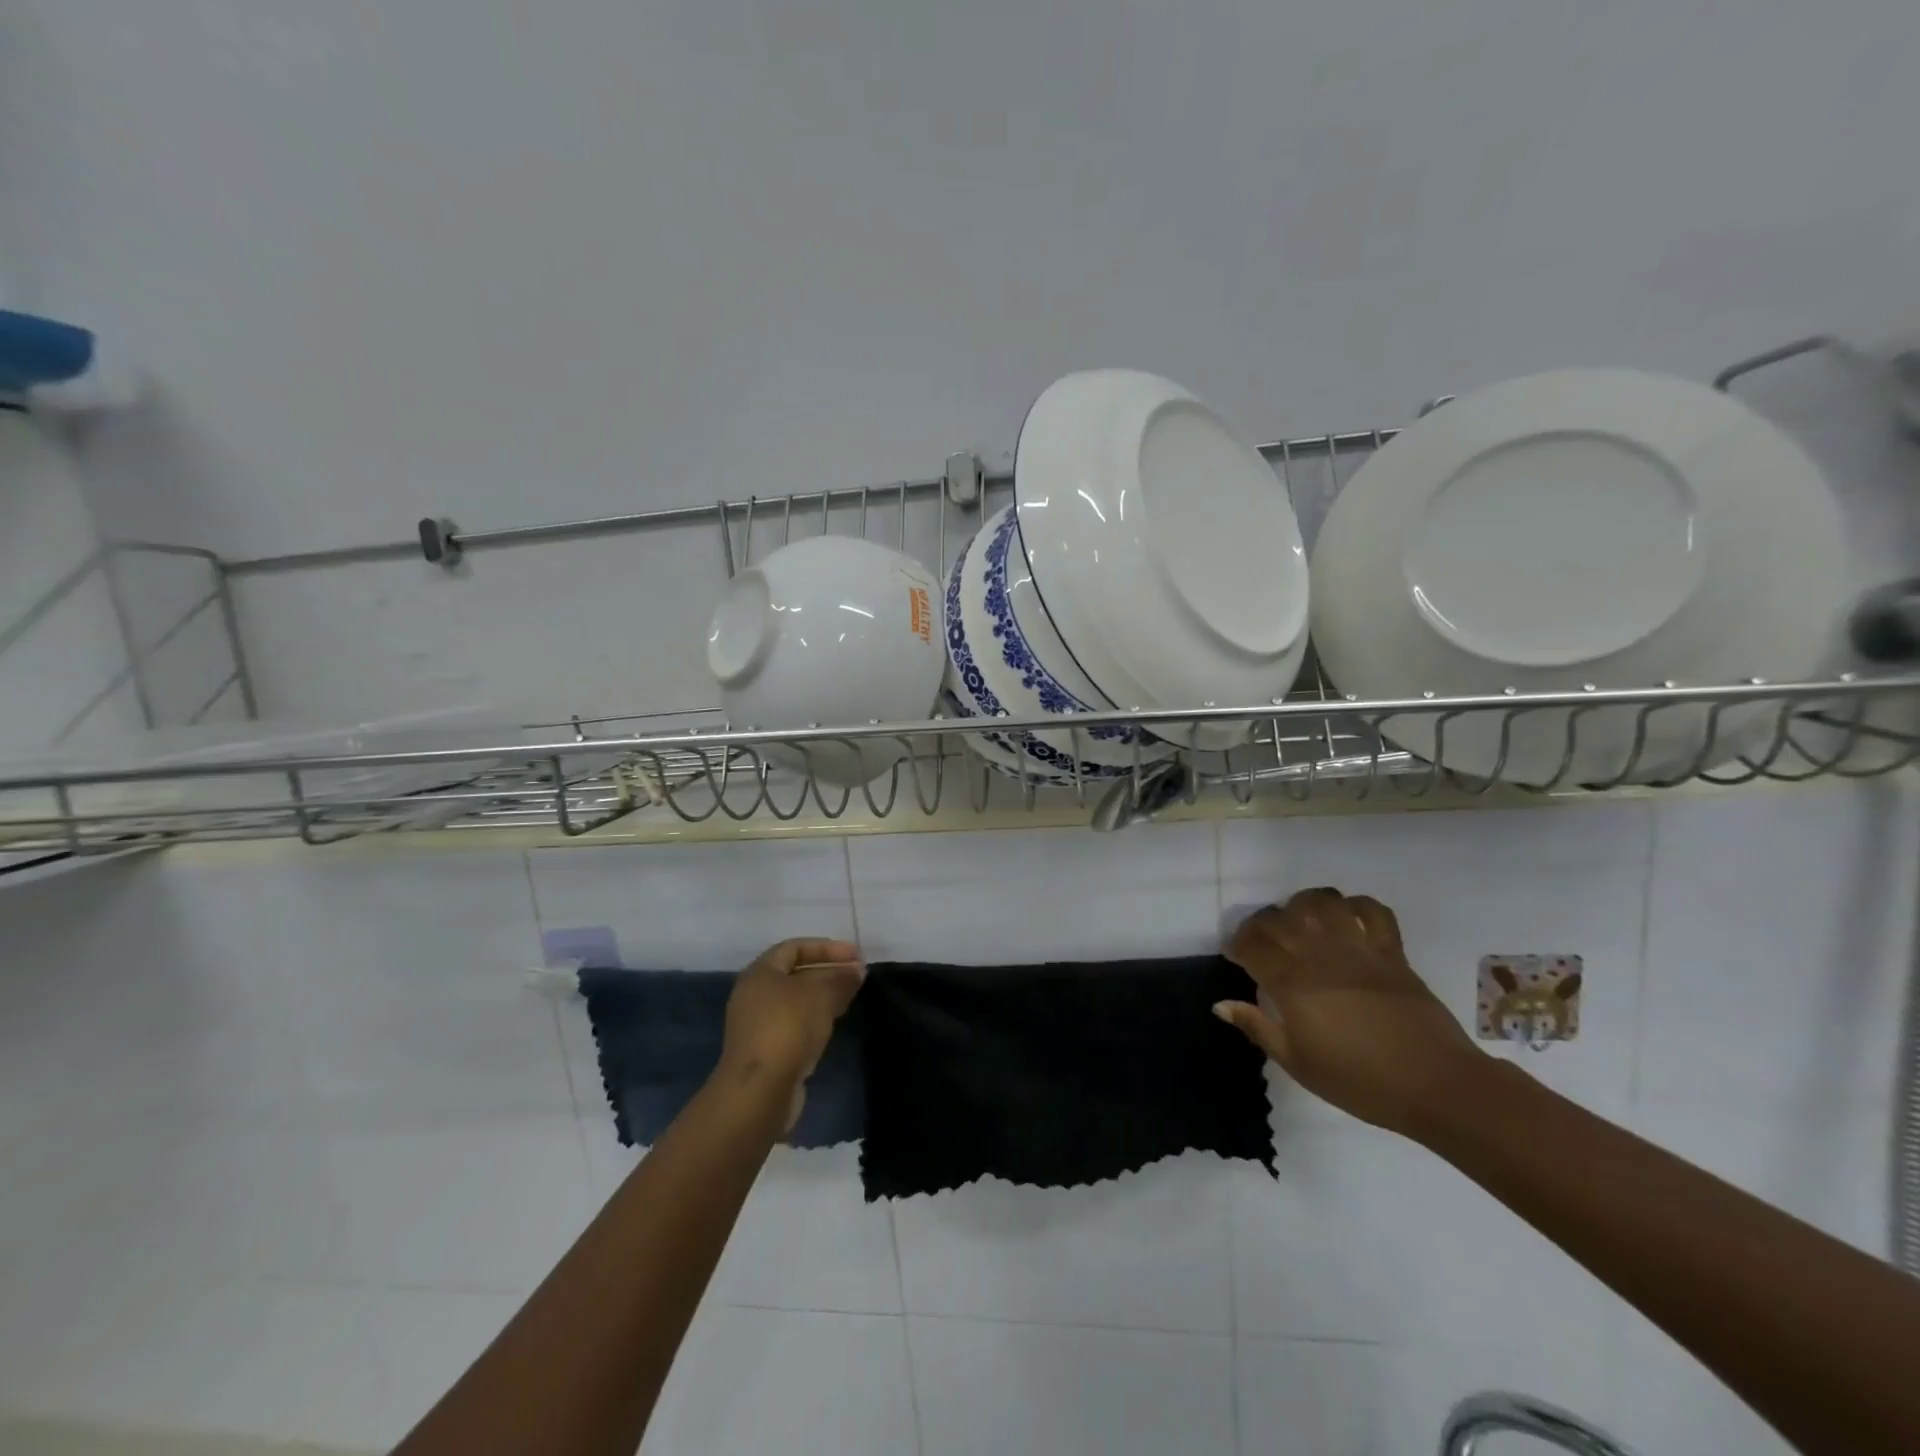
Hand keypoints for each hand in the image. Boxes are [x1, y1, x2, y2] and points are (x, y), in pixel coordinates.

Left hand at [718, 938, 865, 1130]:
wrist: (759, 1092)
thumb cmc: (787, 1028)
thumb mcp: (821, 995)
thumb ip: (841, 978)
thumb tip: (856, 970)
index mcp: (760, 973)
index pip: (794, 947)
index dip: (826, 947)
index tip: (855, 955)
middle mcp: (754, 995)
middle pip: (795, 974)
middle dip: (828, 971)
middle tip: (857, 976)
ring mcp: (758, 1025)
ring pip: (796, 1001)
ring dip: (824, 996)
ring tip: (851, 997)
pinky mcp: (766, 1051)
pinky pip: (794, 1024)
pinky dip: (815, 1019)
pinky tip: (833, 1024)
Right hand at [1217, 887, 1484, 1136]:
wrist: (1437, 1085)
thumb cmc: (1361, 1082)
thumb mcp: (1298, 1063)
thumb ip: (1258, 1028)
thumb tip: (1221, 1005)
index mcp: (1292, 983)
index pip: (1251, 945)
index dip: (1236, 945)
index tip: (1234, 954)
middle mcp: (1320, 955)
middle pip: (1278, 919)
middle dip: (1261, 924)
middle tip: (1261, 941)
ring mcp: (1358, 948)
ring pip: (1321, 902)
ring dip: (1303, 905)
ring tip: (1300, 920)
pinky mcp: (1391, 951)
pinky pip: (1372, 912)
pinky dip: (1356, 906)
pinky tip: (1347, 919)